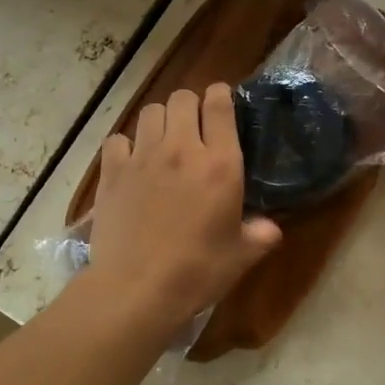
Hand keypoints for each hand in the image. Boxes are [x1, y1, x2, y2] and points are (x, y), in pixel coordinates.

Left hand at [87, 85, 281, 326]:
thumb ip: (260, 234)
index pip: (219, 104)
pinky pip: (118, 139)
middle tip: (194, 127)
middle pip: (182, 98)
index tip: (221, 102)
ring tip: (163, 141)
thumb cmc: (198, 271)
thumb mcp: (241, 255)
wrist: (137, 289)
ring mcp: (143, 157)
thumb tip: (271, 227)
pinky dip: (126, 145)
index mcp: (220, 164)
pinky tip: (131, 163)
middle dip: (190, 105)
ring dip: (160, 120)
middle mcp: (182, 149)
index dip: (221, 95)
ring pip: (150, 112)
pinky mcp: (112, 172)